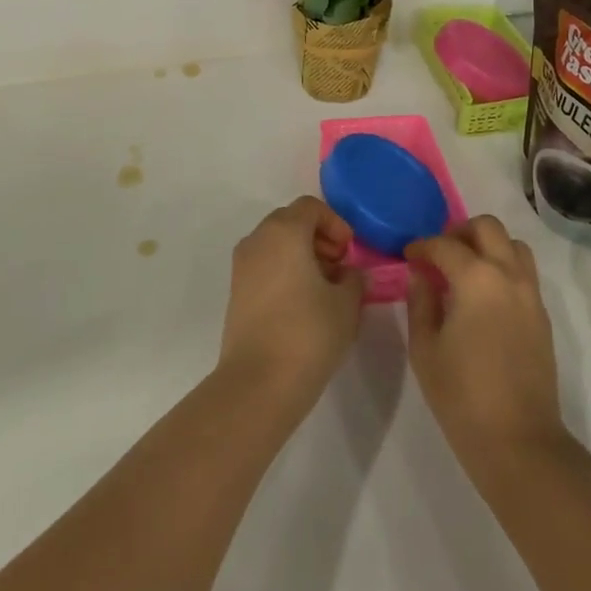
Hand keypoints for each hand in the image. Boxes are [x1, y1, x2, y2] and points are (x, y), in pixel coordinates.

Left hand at [220, 197, 363, 408]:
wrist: (258, 384)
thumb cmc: (308, 333)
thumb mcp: (346, 304)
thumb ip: (354, 279)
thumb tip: (350, 274)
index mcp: (284, 232)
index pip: (311, 207)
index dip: (335, 223)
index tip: (349, 252)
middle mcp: (258, 240)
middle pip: (291, 221)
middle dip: (318, 238)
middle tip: (339, 267)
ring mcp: (242, 266)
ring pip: (276, 244)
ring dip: (301, 255)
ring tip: (324, 289)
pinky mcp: (236, 292)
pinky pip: (265, 266)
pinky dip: (285, 272)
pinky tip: (303, 304)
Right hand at [405, 216, 568, 484]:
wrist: (518, 441)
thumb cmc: (462, 396)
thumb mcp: (425, 350)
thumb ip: (420, 302)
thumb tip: (421, 275)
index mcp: (476, 279)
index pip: (445, 245)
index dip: (422, 246)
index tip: (408, 256)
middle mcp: (508, 275)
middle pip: (488, 227)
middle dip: (459, 232)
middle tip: (439, 254)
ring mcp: (531, 294)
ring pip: (513, 244)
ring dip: (488, 245)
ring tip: (465, 269)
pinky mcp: (542, 315)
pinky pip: (524, 272)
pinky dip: (503, 267)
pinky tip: (483, 295)